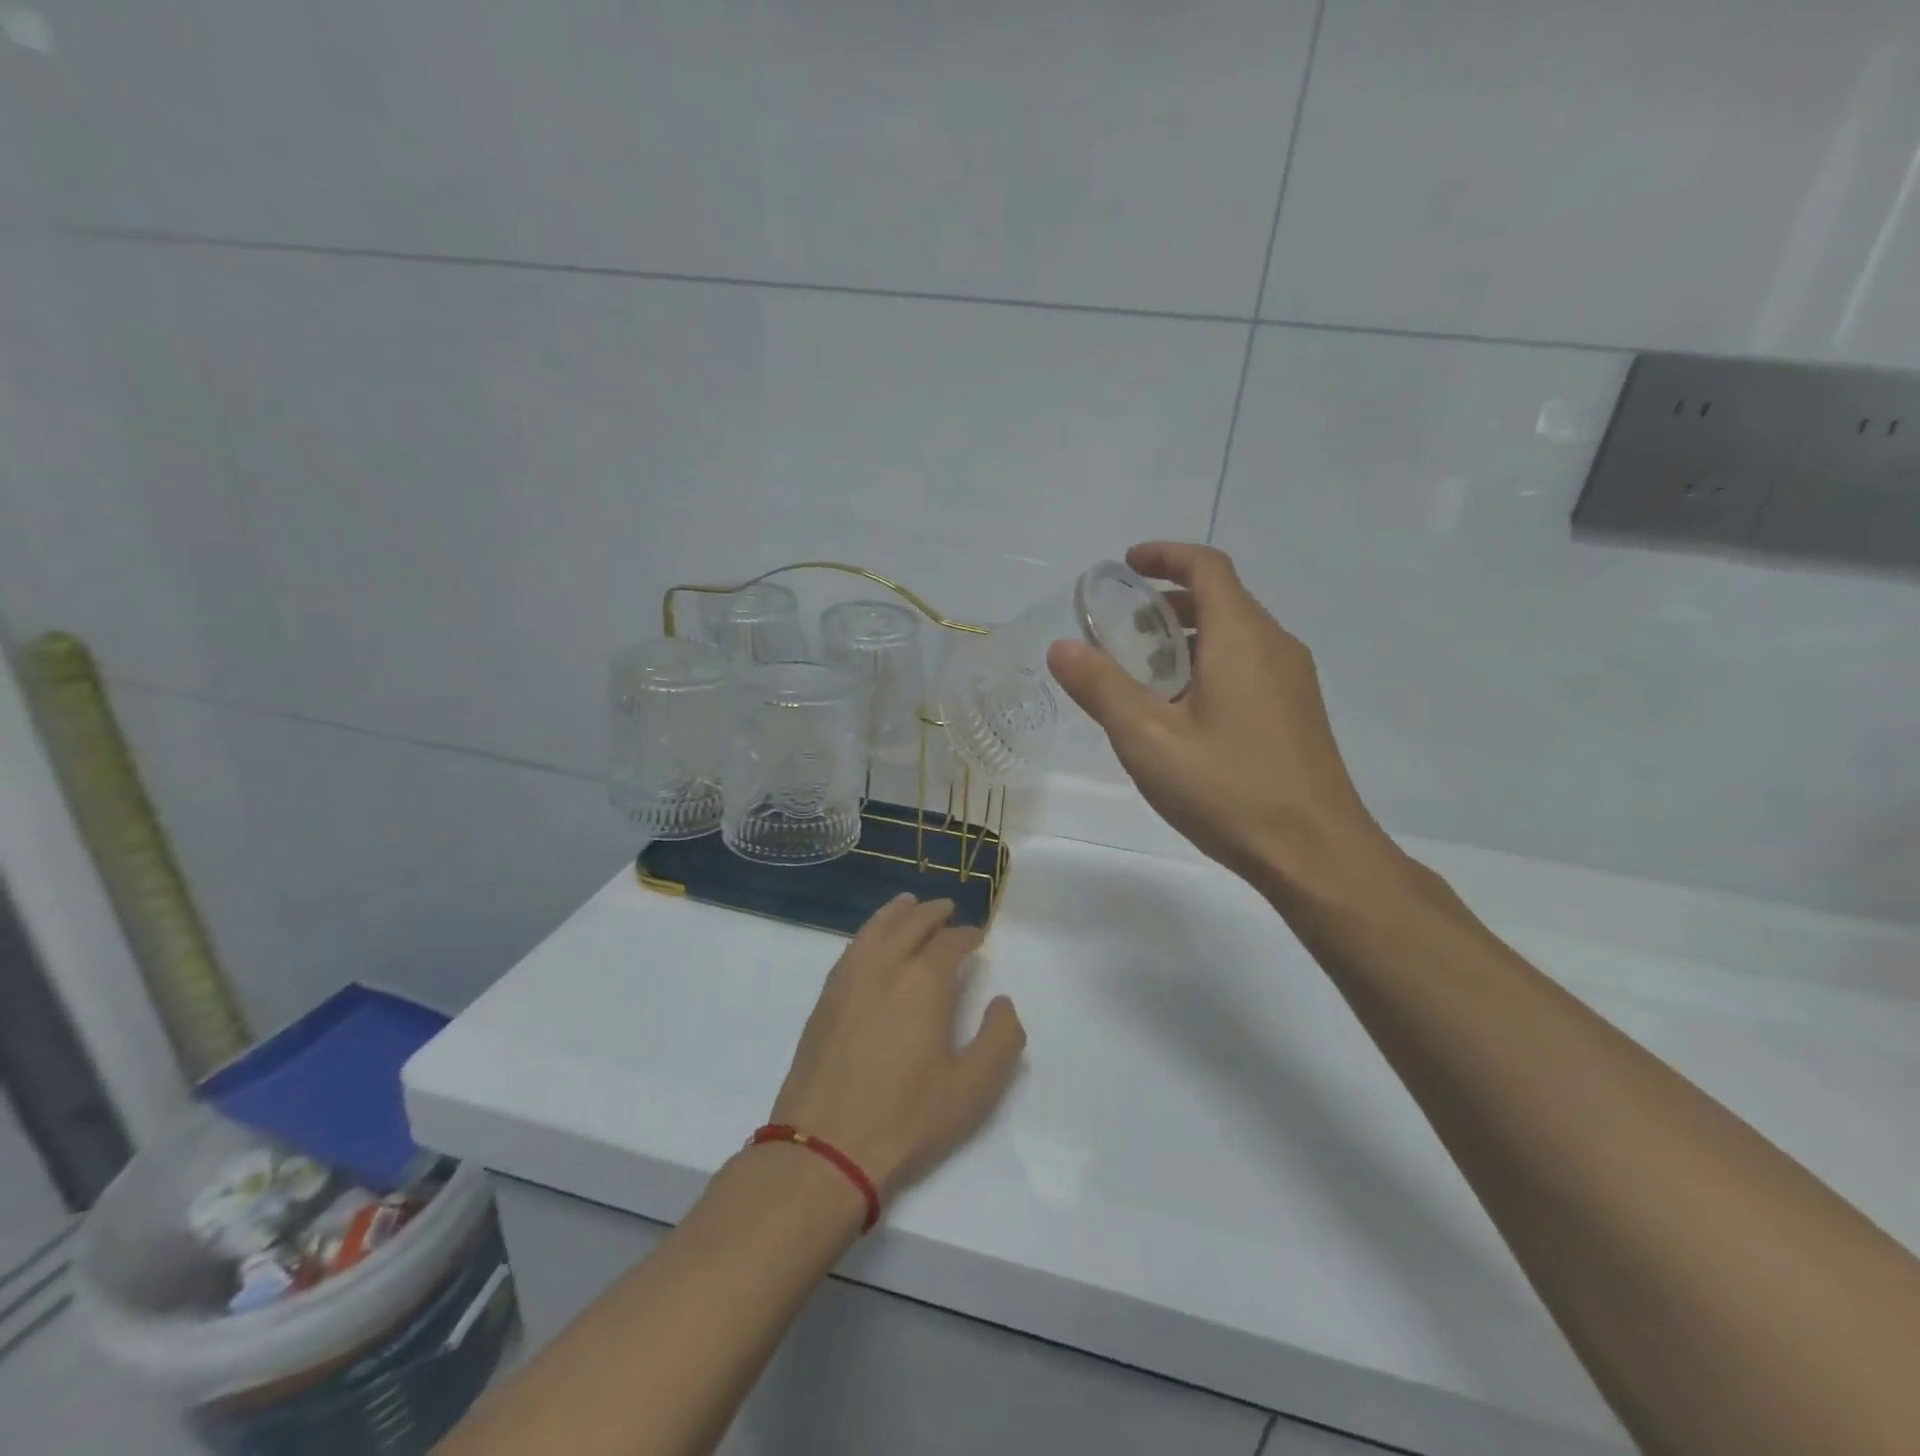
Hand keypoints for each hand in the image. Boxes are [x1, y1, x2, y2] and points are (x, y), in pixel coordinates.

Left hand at [768, 895, 1025, 1198]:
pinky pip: (852, 947)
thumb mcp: (973, 1089)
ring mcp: (849, 979)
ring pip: (876, 928)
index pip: (950, 943)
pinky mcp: (825, 998)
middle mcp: (884, 967)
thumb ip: (1001, 1039)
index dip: (967, 935)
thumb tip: (1002, 1001)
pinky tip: (873, 940)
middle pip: (911, 924)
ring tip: (909, 904)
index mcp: (923, 982)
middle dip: (933, 913)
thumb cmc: (907, 1119)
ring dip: (897, 912)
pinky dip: (869, 931)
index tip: (978, 936)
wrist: (825, 1148)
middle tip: (948, 909)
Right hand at [1048, 541, 1395, 897]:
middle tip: (1123, 629)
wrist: (1316, 853)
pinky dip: (1210, 663)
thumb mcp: (1147, 739)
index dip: (1165, 555)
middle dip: (1169, 601)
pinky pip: (1249, 664)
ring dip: (1189, 636)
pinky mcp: (1298, 712)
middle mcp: (1275, 645)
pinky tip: (1184, 713)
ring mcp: (1294, 680)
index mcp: (1241, 637)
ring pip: (1236, 634)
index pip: (1206, 567)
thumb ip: (1101, 688)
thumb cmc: (1228, 788)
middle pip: (1221, 598)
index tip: (1126, 565)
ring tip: (1144, 673)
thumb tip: (1061, 647)